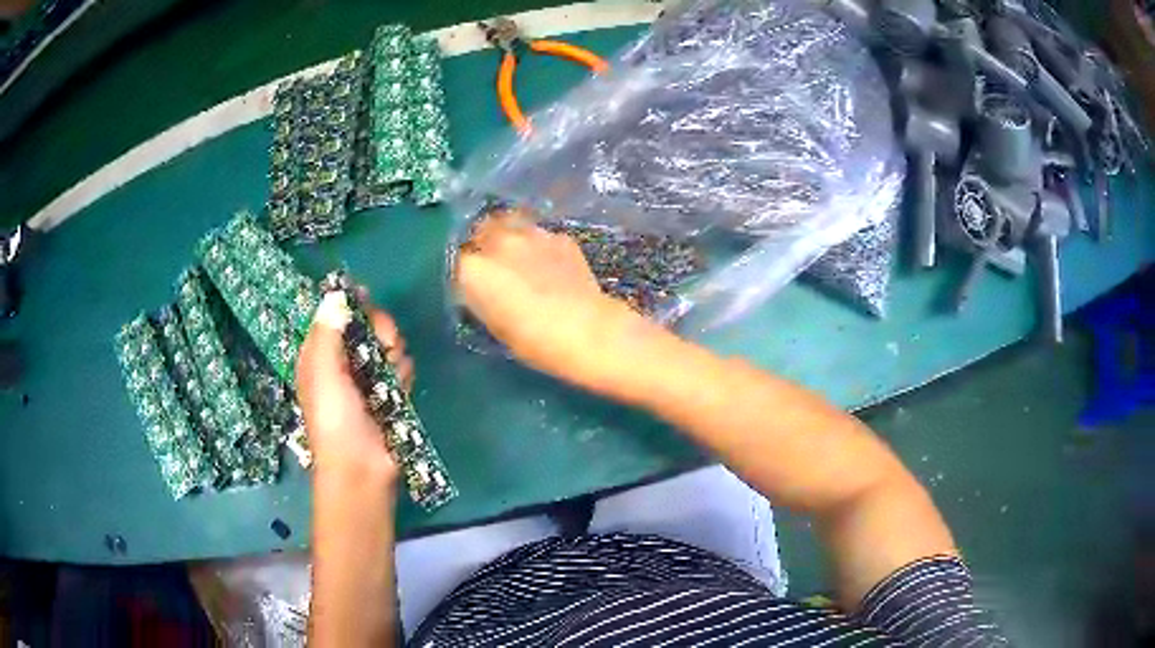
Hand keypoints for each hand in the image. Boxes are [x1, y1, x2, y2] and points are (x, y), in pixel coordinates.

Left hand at [295, 291, 414, 480]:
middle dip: (380, 328)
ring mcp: (368, 378)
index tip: (367, 298)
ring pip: (387, 344)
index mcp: (320, 355)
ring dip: (394, 353)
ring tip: (392, 373)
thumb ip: (328, 332)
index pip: (335, 316)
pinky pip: (402, 367)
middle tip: (386, 342)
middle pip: (366, 326)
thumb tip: (335, 295)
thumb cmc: (334, 420)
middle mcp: (343, 362)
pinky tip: (400, 387)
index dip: (350, 304)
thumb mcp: (323, 372)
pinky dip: (403, 372)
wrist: (361, 468)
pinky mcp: (391, 393)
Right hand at [454, 209, 654, 390]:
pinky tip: (545, 262)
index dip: (458, 264)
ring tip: (513, 254)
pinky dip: (535, 243)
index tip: (463, 275)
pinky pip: (538, 233)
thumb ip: (478, 295)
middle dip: (478, 241)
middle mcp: (498, 242)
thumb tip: (476, 284)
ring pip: (508, 223)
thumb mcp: (493, 324)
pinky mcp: (560, 237)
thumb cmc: (534, 341)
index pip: (453, 256)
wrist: (589, 332)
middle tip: (486, 261)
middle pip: (478, 229)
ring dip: (505, 234)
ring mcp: (532, 234)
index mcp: (474, 268)